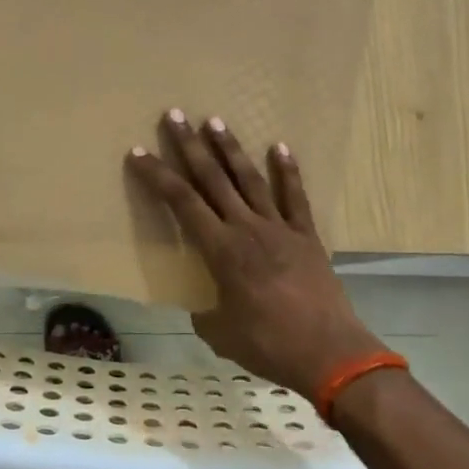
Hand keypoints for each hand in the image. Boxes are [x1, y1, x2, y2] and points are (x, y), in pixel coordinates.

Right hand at [127, 110, 381, 399]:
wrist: (329, 353)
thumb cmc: (268, 345)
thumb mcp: (221, 334)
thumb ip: (206, 315)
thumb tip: (205, 309)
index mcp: (221, 250)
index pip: (181, 202)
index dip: (158, 175)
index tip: (139, 152)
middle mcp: (246, 228)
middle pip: (212, 179)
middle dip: (191, 146)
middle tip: (175, 115)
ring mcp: (279, 228)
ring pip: (250, 179)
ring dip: (231, 149)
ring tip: (215, 120)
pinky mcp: (307, 236)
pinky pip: (295, 197)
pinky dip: (288, 171)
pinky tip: (280, 147)